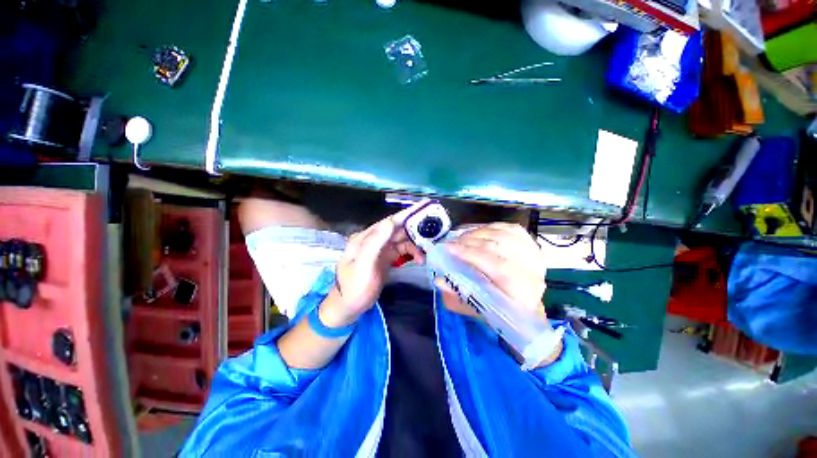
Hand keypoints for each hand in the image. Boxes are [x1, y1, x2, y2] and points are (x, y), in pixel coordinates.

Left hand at [319, 203, 425, 327]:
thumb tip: (391, 221)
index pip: (389, 222)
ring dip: (415, 244)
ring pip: (402, 240)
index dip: (407, 214)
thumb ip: (375, 243)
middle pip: (398, 229)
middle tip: (434, 230)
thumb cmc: (354, 287)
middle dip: (415, 228)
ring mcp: (381, 249)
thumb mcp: (363, 265)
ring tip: (425, 254)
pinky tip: (419, 259)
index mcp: (366, 237)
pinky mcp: (387, 257)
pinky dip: (412, 253)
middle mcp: (374, 239)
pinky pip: (403, 250)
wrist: (349, 307)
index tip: (424, 207)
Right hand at [437, 222, 546, 320]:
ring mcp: (534, 256)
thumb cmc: (495, 308)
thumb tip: (440, 280)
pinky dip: (490, 228)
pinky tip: (478, 233)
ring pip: (502, 234)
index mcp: (522, 294)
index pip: (498, 267)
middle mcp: (533, 273)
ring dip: (477, 233)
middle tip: (451, 243)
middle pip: (498, 246)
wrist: (521, 303)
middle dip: (469, 242)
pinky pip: (509, 228)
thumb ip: (456, 296)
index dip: (471, 254)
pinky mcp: (531, 244)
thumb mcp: (472, 309)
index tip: (449, 248)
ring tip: (461, 239)